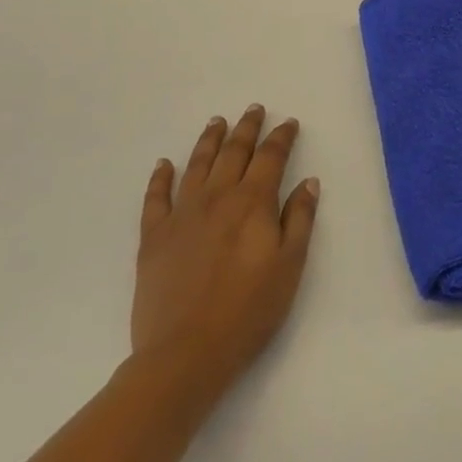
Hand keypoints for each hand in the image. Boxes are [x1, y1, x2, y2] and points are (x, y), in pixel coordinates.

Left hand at [131, 106, 319, 396]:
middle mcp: (217, 198)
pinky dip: (161, 177)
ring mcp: (181, 215)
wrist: (186, 352)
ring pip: (196, 165)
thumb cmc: (250, 310)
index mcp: (253, 203)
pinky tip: (164, 165)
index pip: (271, 158)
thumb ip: (300, 219)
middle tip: (254, 109)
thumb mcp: (290, 265)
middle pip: (234, 153)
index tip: (289, 123)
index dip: (282, 138)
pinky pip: (156, 197)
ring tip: (216, 122)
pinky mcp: (153, 237)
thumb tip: (308, 182)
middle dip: (247, 129)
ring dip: (208, 141)